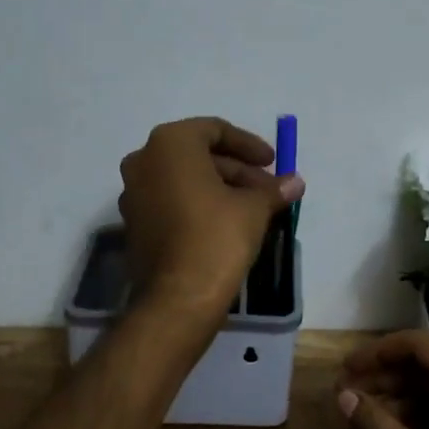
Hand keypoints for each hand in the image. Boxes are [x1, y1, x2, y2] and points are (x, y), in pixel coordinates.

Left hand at [118, 117, 303, 320]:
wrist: (178, 298)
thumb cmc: (217, 237)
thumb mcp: (254, 208)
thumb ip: (273, 189)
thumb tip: (295, 182)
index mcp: (170, 144)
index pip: (214, 130)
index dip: (248, 145)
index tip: (272, 162)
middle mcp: (144, 161)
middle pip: (199, 154)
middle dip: (237, 170)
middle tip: (268, 189)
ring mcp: (134, 194)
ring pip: (185, 179)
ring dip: (221, 187)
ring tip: (255, 208)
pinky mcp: (135, 223)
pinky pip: (172, 200)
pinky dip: (200, 204)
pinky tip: (229, 223)